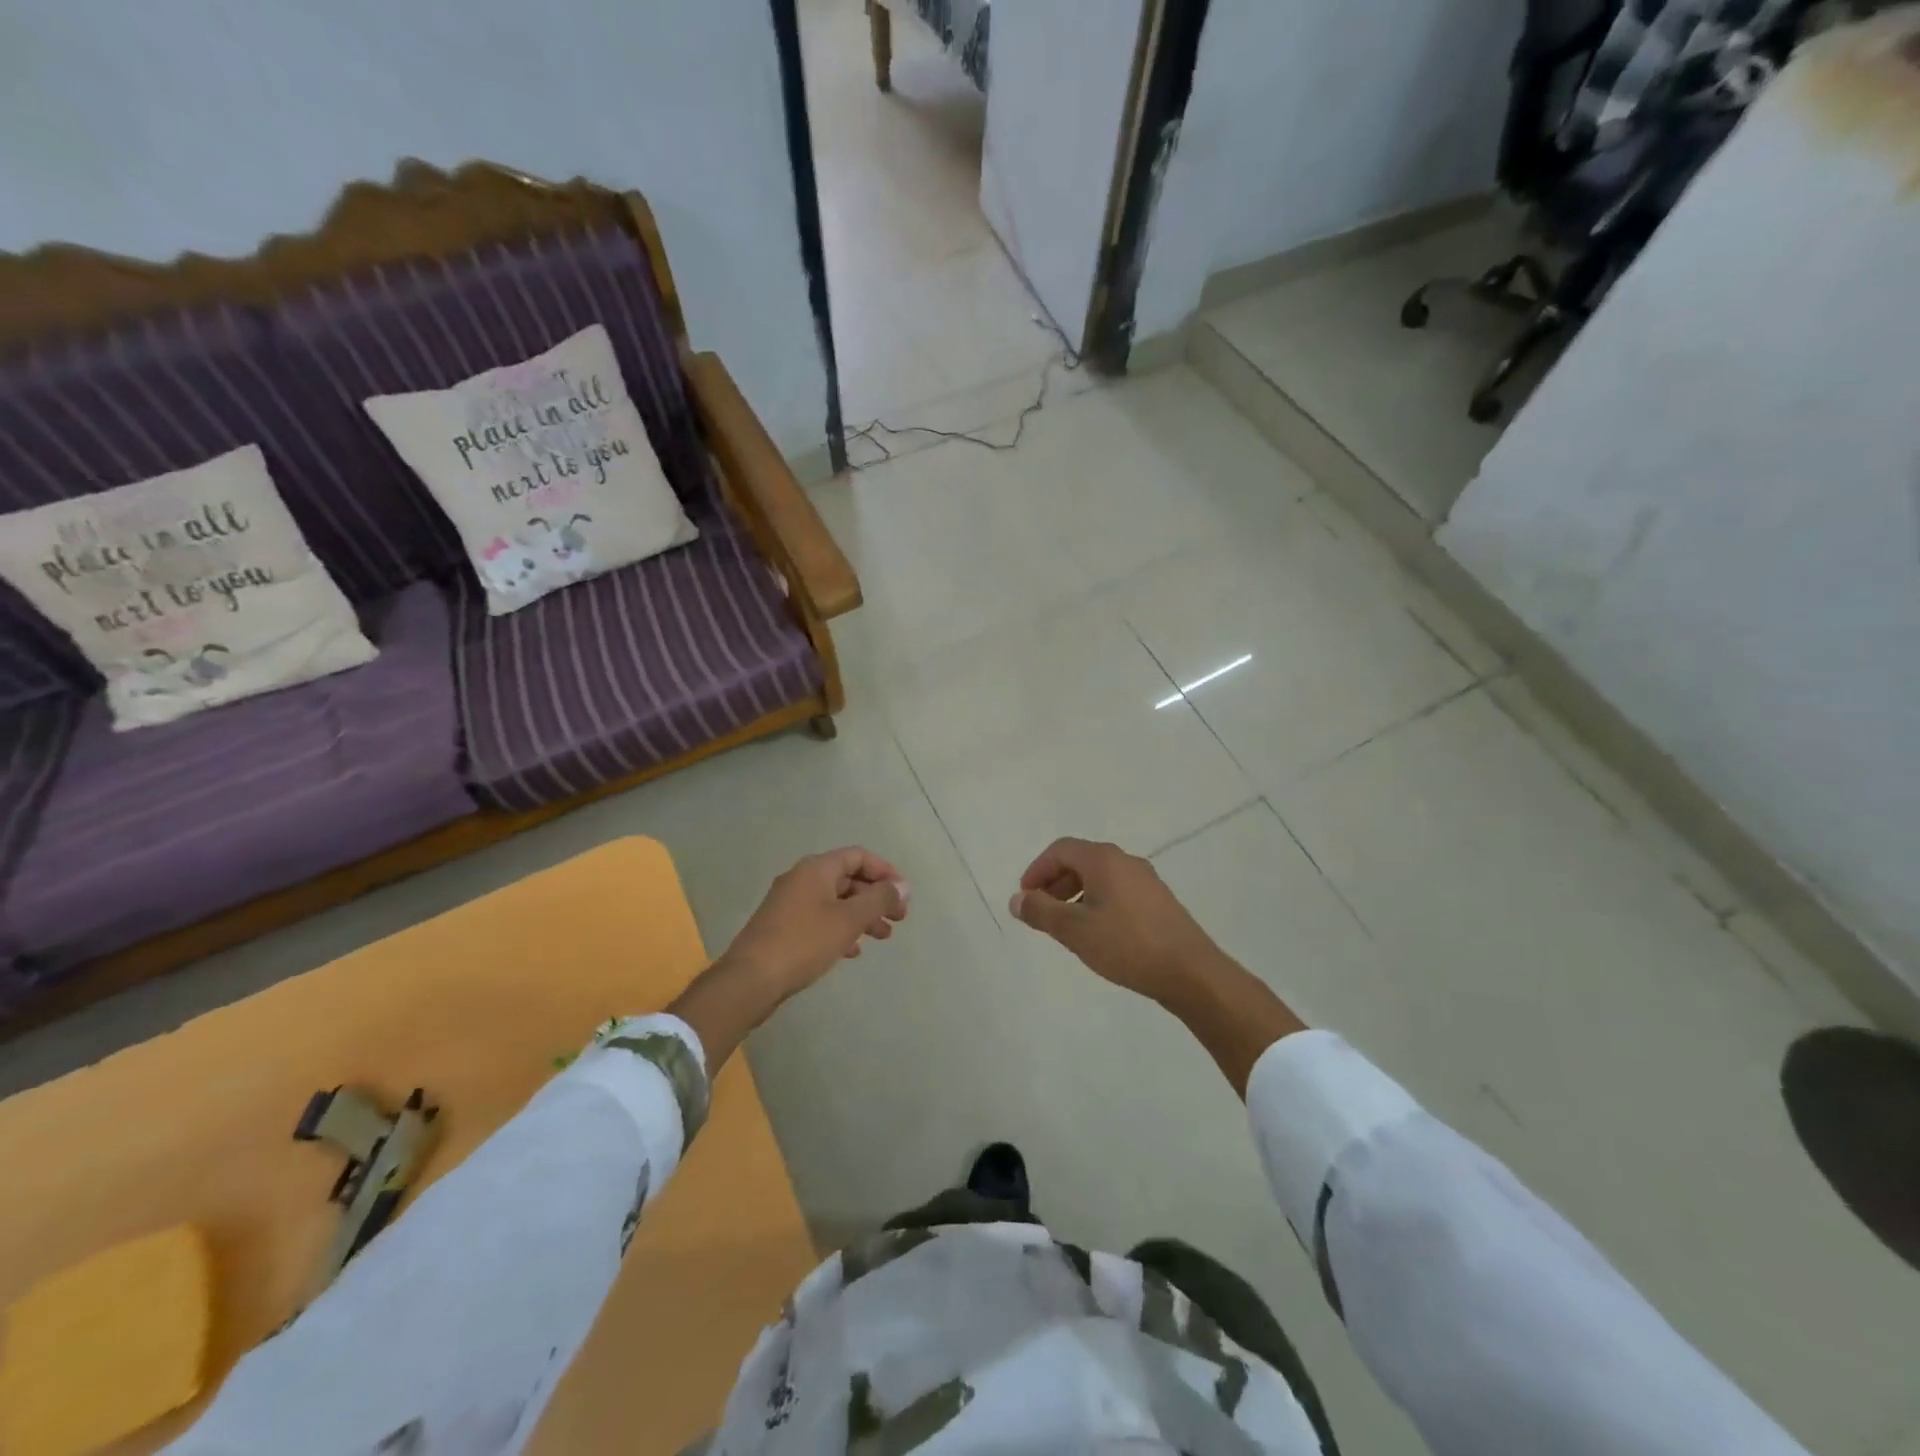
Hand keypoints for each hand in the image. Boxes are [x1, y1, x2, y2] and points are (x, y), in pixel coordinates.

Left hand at [717, 847, 909, 1001]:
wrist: (750, 980)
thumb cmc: (803, 943)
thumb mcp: (848, 920)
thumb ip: (879, 900)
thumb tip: (903, 887)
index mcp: (816, 869)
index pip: (858, 856)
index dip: (885, 871)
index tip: (904, 894)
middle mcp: (801, 879)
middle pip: (848, 878)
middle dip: (876, 896)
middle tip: (899, 918)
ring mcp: (790, 904)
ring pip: (836, 901)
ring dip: (862, 915)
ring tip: (883, 937)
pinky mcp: (783, 928)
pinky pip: (820, 919)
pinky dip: (841, 929)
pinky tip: (853, 951)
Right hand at [1009, 838, 1227, 1003]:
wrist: (1190, 972)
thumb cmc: (1127, 945)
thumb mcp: (1075, 930)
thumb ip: (1041, 911)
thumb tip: (1017, 899)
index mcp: (1104, 860)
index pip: (1060, 850)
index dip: (1037, 870)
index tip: (1025, 897)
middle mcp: (1126, 861)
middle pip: (1080, 860)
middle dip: (1054, 882)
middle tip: (1040, 911)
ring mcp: (1146, 880)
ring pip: (1100, 877)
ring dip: (1074, 894)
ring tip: (1065, 926)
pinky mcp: (1158, 901)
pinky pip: (1117, 891)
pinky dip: (1096, 902)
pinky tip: (1096, 933)